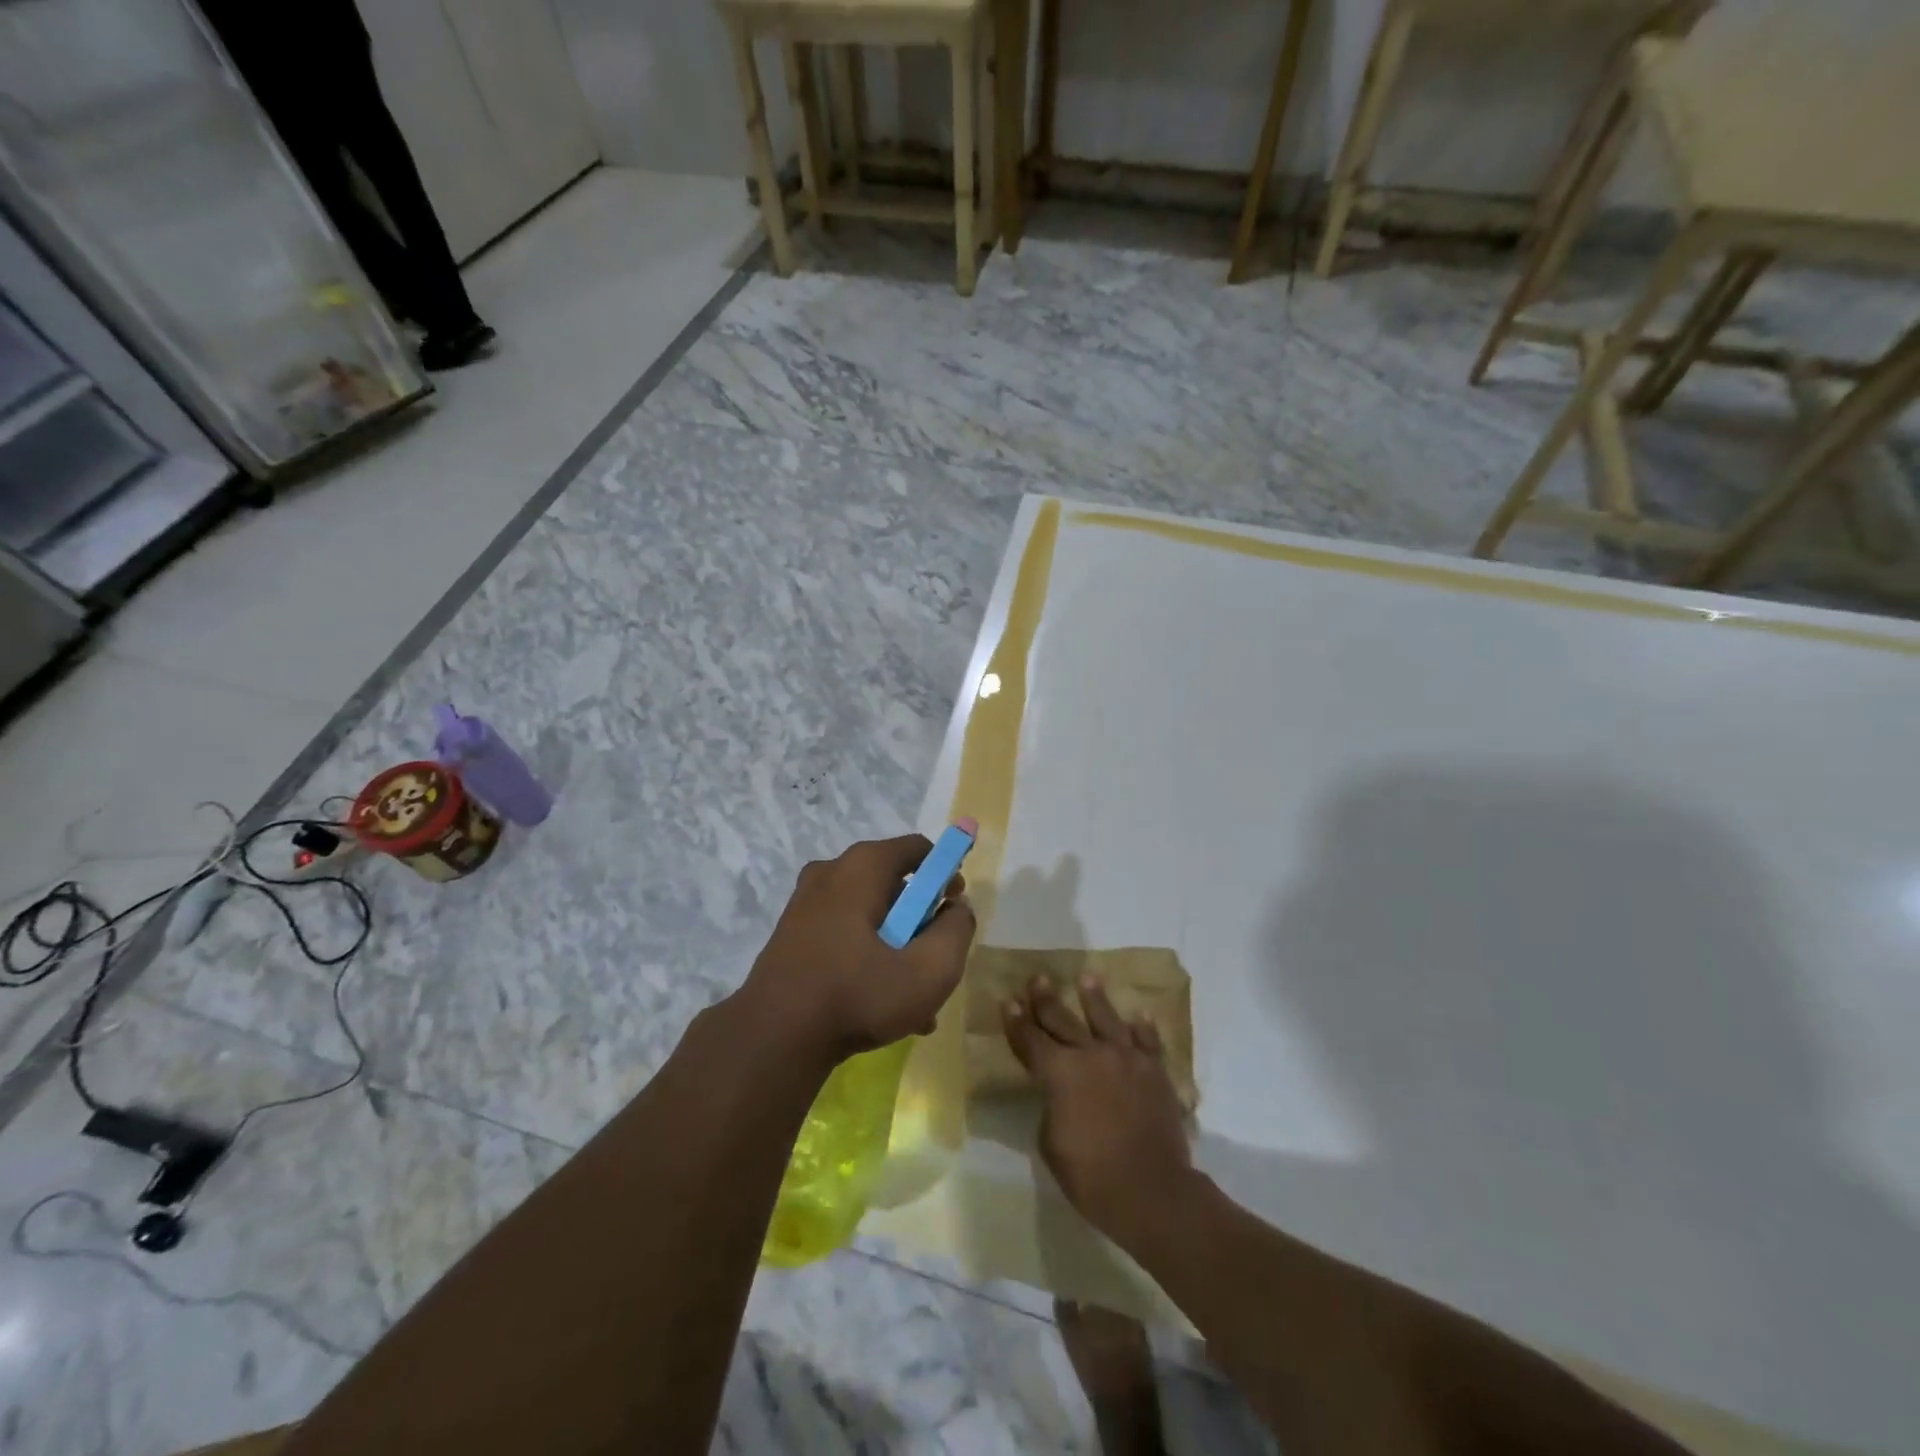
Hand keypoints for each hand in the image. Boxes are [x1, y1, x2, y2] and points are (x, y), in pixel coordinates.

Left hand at [740, 835, 976, 1063]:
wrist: (773, 1039)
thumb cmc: (857, 995)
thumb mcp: (930, 969)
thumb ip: (957, 931)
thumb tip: (956, 909)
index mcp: (862, 867)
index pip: (919, 849)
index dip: (946, 874)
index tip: (955, 909)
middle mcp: (831, 873)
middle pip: (895, 885)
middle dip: (921, 923)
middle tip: (934, 961)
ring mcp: (806, 904)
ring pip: (870, 917)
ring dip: (897, 950)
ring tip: (914, 1002)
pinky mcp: (793, 935)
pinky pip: (845, 935)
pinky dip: (867, 960)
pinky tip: (881, 1008)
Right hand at [1002, 976, 1192, 1250]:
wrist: (1152, 1190)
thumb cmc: (1091, 1176)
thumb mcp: (1051, 1144)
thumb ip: (1052, 1108)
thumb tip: (1059, 1095)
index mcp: (1059, 1073)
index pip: (1030, 1040)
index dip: (1016, 1021)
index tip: (1009, 1000)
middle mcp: (1090, 1054)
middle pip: (1062, 1020)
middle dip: (1046, 999)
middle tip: (1038, 978)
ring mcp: (1126, 1058)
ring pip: (1106, 1019)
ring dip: (1094, 997)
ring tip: (1087, 976)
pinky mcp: (1155, 1070)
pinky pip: (1148, 1040)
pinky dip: (1143, 1026)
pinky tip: (1139, 1013)